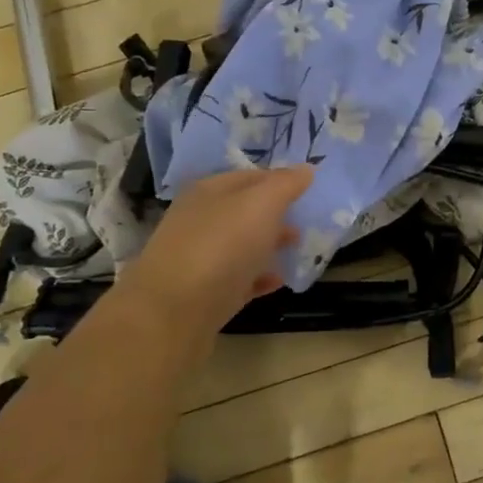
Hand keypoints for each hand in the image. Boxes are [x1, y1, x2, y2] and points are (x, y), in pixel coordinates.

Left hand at [117, 166, 312, 333]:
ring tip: (297, 249)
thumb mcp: (261, 204)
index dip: (280, 180)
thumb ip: (285, 184)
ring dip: (270, 245)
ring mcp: (200, 258)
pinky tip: (278, 281)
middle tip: (306, 220)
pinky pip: (238, 279)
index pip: (251, 176)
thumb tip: (306, 168)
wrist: (173, 313)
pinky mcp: (204, 294)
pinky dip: (259, 277)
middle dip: (277, 214)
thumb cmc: (220, 247)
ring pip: (242, 245)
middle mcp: (200, 220)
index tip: (309, 189)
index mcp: (209, 192)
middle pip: (245, 211)